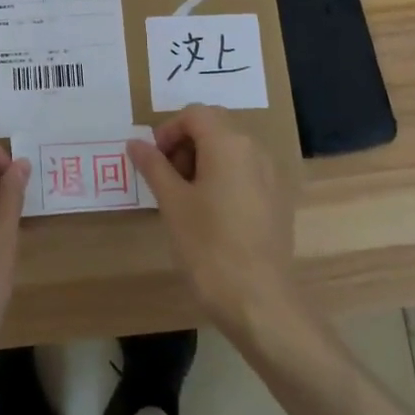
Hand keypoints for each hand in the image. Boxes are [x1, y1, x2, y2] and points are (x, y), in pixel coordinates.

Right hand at [128, 106, 306, 342]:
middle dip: (186, 144)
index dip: (168, 130)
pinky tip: (212, 214)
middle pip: (215, 126)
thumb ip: (154, 166)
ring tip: (186, 198)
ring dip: (204, 160)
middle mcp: (255, 149)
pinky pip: (247, 172)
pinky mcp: (279, 199)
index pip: (194, 114)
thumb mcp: (172, 203)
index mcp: (229, 143)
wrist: (259, 300)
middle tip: (166, 178)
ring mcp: (272, 174)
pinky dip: (225, 177)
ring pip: (232, 149)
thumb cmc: (208, 246)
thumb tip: (135, 143)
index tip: (153, 161)